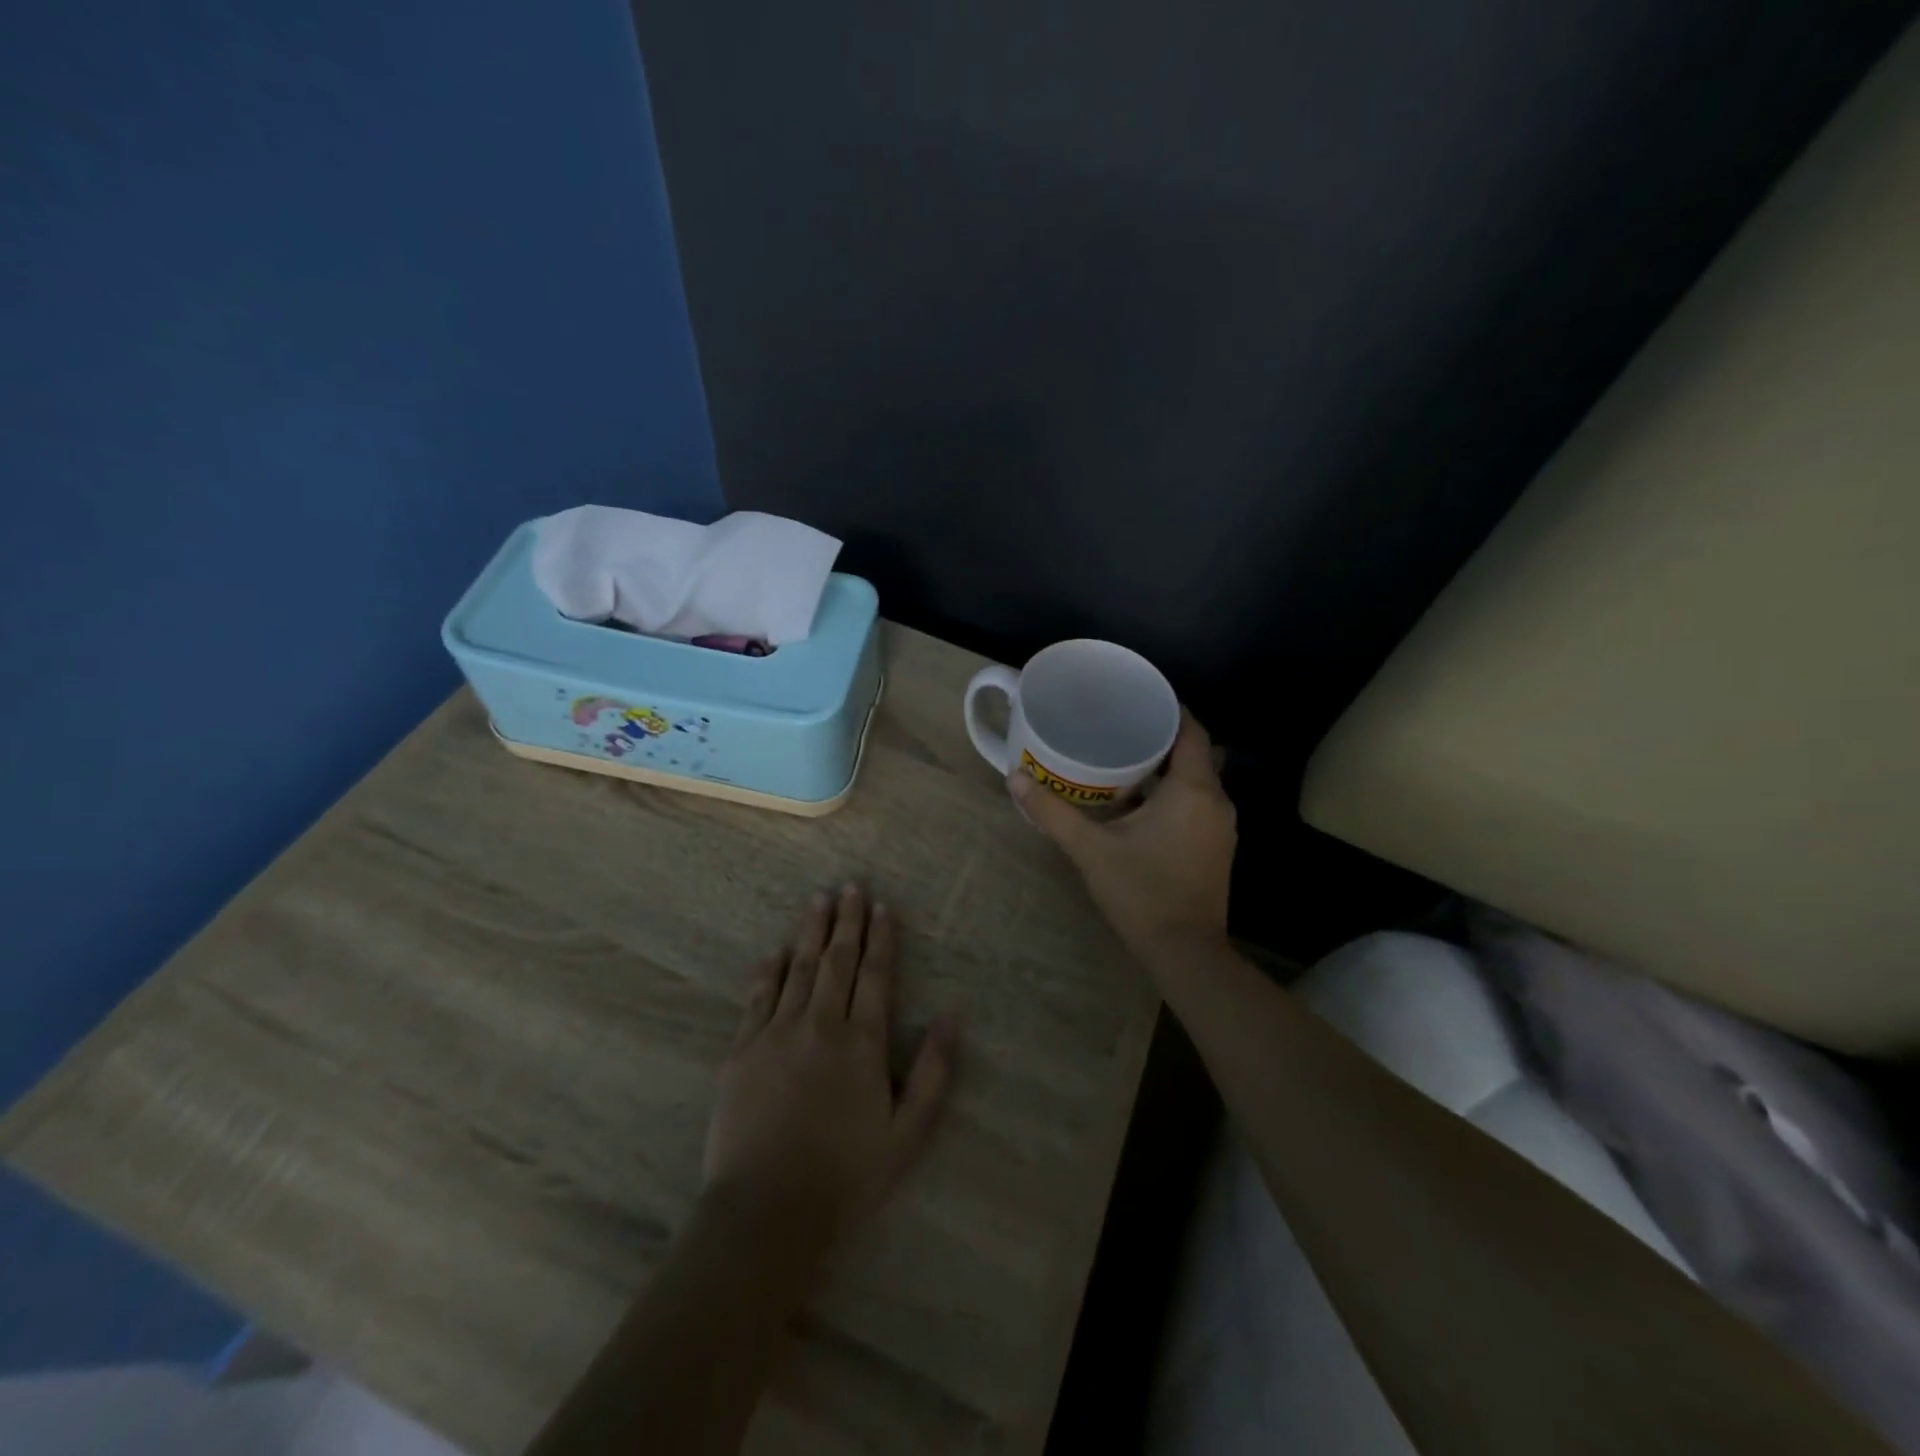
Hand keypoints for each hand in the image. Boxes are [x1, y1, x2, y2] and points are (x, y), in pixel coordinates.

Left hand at [702, 885, 955, 1249]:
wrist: (766, 1211)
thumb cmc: (846, 1176)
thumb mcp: (908, 1134)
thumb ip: (934, 1073)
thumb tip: (952, 1017)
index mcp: (863, 1042)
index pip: (875, 975)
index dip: (880, 938)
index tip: (882, 906)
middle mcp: (821, 1025)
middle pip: (837, 961)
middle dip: (847, 921)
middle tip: (850, 886)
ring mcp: (777, 1033)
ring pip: (799, 969)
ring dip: (810, 932)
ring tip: (819, 900)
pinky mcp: (742, 1050)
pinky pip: (759, 997)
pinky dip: (769, 969)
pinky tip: (776, 950)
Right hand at [1009, 711, 1235, 958]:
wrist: (1185, 953)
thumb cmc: (1142, 892)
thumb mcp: (1090, 849)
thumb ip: (1052, 812)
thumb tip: (1015, 777)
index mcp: (1193, 790)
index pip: (1191, 729)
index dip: (1169, 708)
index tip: (1136, 699)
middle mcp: (1216, 801)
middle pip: (1194, 752)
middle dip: (1161, 737)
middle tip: (1119, 726)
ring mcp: (1221, 827)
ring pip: (1197, 780)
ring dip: (1167, 767)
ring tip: (1124, 758)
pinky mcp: (1216, 847)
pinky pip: (1198, 803)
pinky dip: (1174, 792)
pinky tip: (1140, 802)